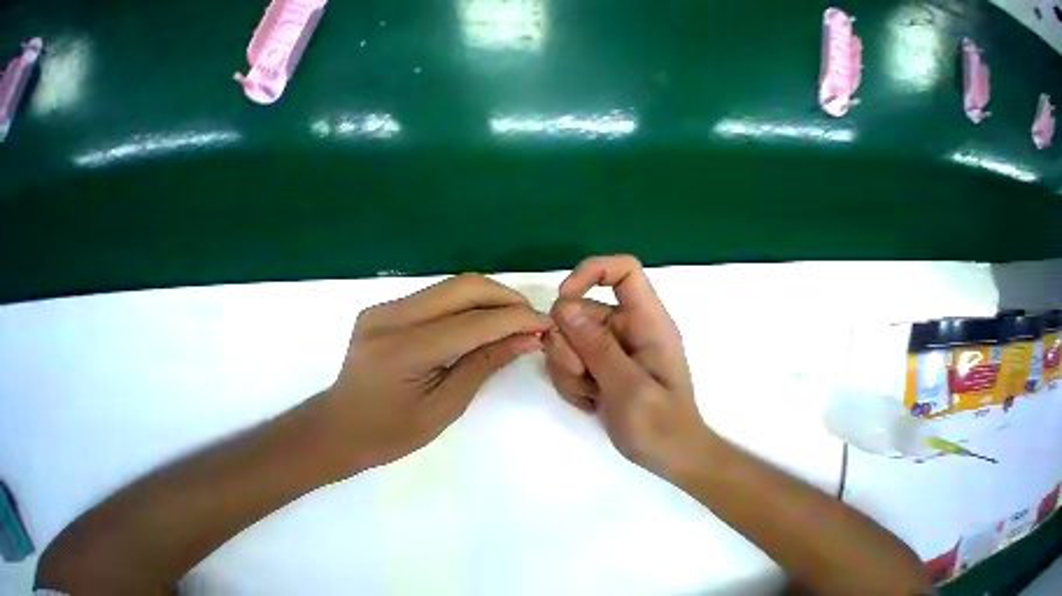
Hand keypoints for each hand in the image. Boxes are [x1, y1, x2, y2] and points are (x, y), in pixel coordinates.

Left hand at [316, 273, 552, 473]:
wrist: (335, 428)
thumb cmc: (389, 433)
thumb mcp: (447, 405)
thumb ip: (488, 363)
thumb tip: (529, 339)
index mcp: (404, 351)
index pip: (475, 323)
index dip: (516, 320)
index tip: (546, 324)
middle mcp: (393, 317)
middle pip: (466, 287)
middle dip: (508, 299)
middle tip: (531, 319)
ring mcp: (389, 305)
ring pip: (458, 284)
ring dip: (494, 296)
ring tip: (516, 317)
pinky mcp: (392, 304)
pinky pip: (446, 292)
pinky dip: (476, 300)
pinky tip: (489, 316)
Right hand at [545, 256, 712, 479]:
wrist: (670, 458)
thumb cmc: (663, 427)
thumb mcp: (630, 389)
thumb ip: (597, 347)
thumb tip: (563, 307)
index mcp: (646, 320)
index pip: (623, 270)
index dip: (591, 271)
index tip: (565, 296)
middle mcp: (623, 323)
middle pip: (577, 308)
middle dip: (568, 344)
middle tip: (583, 376)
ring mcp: (606, 341)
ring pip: (564, 335)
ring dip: (567, 366)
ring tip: (590, 393)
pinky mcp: (593, 358)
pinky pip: (564, 356)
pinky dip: (568, 379)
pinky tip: (588, 399)